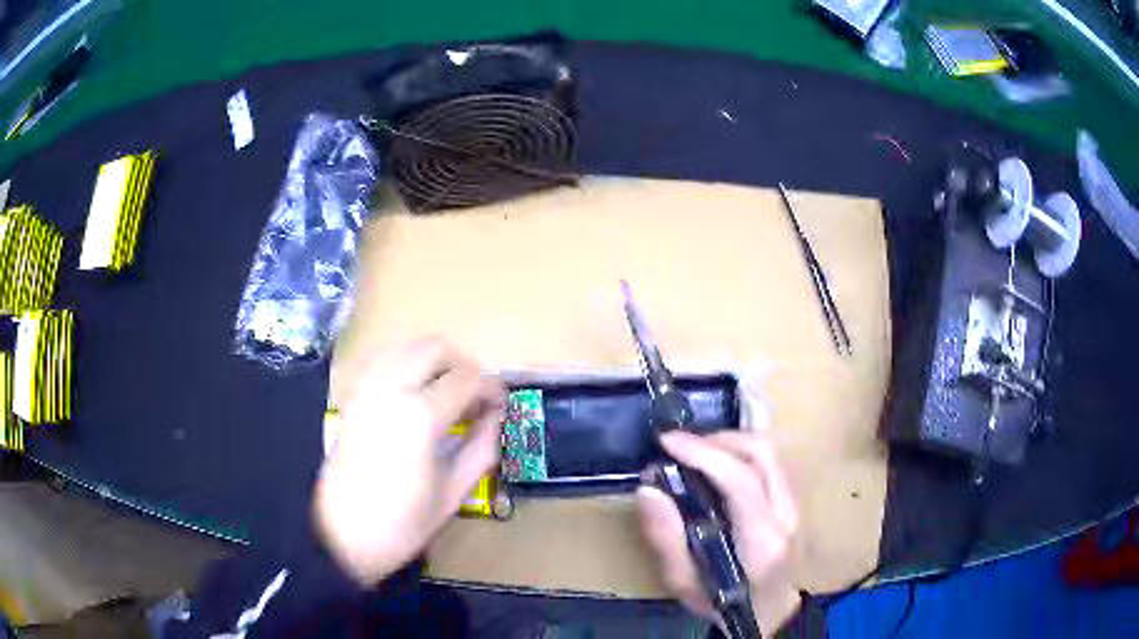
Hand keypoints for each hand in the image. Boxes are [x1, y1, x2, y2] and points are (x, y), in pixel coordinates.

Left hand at [314, 339, 505, 585]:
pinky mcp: (351, 396)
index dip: (492, 388)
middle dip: (463, 367)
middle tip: (474, 399)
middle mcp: (390, 389)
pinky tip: (412, 394)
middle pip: (436, 348)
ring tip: (445, 396)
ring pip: (406, 347)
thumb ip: (482, 448)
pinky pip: (382, 360)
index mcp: (420, 417)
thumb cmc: (401, 524)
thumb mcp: (453, 493)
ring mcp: (365, 388)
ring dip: (433, 362)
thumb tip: (497, 417)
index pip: (468, 378)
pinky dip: (404, 365)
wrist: (340, 535)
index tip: (501, 405)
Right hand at [637, 430, 799, 634]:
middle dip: (717, 439)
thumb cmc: (724, 603)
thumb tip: (648, 489)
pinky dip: (740, 452)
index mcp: (760, 541)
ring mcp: (795, 504)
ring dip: (729, 441)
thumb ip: (666, 538)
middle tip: (680, 446)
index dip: (704, 453)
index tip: (668, 442)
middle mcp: (785, 515)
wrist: (770, 611)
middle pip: (762, 454)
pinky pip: (769, 461)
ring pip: (769, 452)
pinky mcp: (793, 499)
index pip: (741, 481)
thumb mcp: (684, 583)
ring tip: (695, 451)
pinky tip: (716, 462)